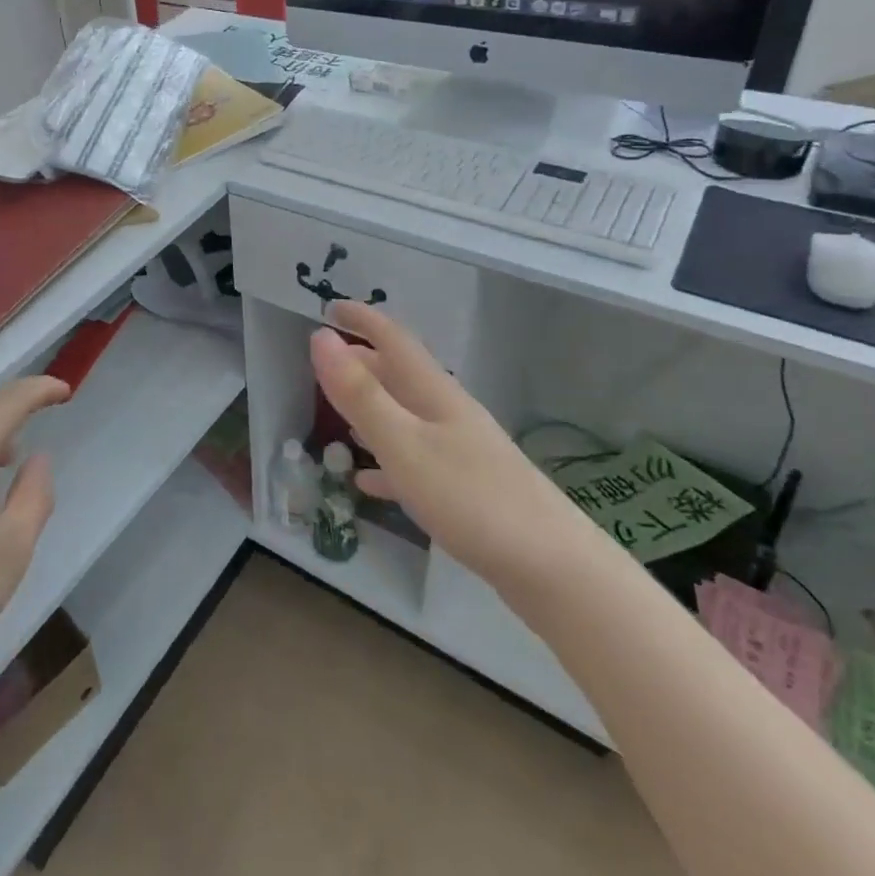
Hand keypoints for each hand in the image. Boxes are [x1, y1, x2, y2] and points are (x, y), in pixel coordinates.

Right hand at [310, 302, 586, 589]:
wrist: (554, 569)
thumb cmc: (471, 498)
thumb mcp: (403, 444)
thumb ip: (360, 393)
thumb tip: (320, 337)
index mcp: (433, 393)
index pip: (393, 340)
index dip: (362, 319)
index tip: (329, 306)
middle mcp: (447, 413)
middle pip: (399, 375)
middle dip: (362, 362)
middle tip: (322, 364)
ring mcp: (460, 451)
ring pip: (405, 416)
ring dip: (371, 408)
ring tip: (337, 413)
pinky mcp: (466, 489)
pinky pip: (414, 461)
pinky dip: (386, 461)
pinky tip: (367, 480)